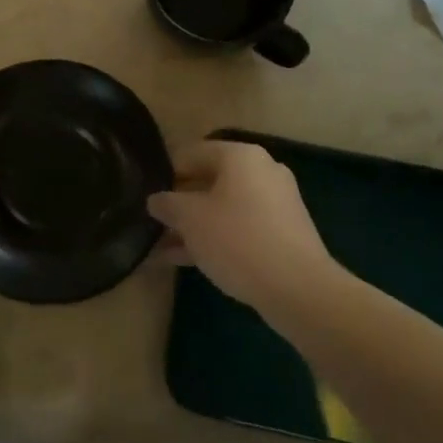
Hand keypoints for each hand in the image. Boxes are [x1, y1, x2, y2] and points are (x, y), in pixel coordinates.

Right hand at [148, 141, 339, 312]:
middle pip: (208, 180)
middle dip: (179, 204)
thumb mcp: (191, 219)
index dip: (164, 173)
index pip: (191, 153)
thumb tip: (156, 200)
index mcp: (240, 156)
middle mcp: (261, 171)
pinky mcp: (282, 232)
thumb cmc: (238, 240)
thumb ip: (167, 204)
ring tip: (160, 247)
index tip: (144, 194)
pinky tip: (184, 260)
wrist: (299, 289)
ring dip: (193, 226)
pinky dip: (214, 238)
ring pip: (222, 208)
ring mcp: (275, 202)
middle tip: (152, 222)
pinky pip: (239, 227)